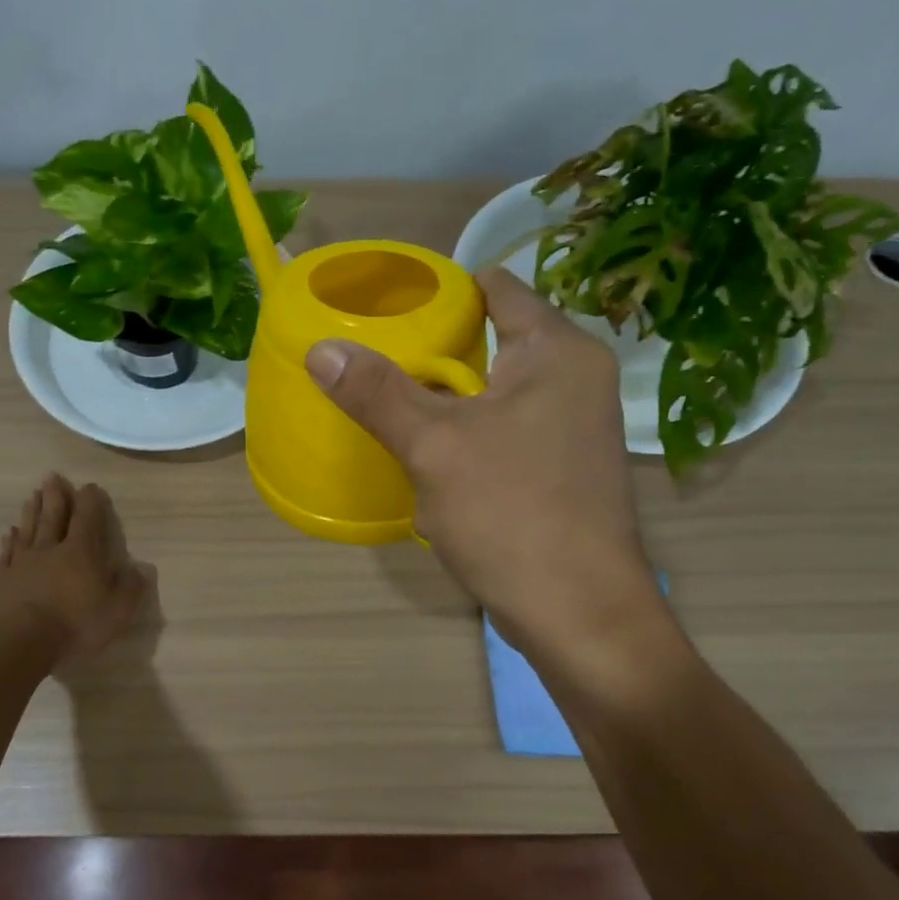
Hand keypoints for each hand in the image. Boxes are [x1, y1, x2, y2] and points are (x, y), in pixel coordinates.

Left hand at [0, 473, 149, 668]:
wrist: (21, 642)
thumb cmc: (75, 624)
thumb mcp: (117, 610)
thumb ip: (130, 587)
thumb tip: (140, 569)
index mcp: (80, 552)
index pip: (87, 518)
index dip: (90, 500)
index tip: (90, 486)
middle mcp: (50, 549)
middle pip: (53, 516)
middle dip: (56, 495)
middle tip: (53, 476)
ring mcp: (23, 563)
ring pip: (29, 529)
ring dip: (32, 510)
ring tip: (32, 494)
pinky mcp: (3, 580)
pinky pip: (7, 553)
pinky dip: (10, 541)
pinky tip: (10, 533)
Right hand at [305, 269, 660, 654]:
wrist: (578, 612)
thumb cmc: (512, 513)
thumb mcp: (433, 446)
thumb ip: (378, 392)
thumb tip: (320, 348)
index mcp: (557, 351)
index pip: (495, 288)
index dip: (439, 290)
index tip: (384, 305)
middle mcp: (574, 377)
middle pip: (492, 338)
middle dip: (432, 346)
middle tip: (371, 354)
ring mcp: (571, 425)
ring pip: (493, 389)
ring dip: (444, 394)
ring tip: (385, 396)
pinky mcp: (559, 467)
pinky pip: (502, 428)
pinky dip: (464, 430)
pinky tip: (423, 449)